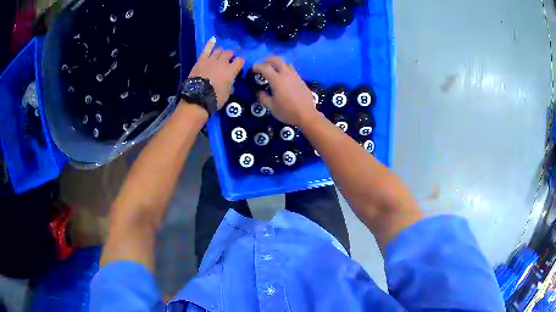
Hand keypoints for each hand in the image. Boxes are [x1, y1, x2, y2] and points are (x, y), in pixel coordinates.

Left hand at [188, 37, 244, 108]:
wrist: (198, 97)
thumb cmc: (215, 98)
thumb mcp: (228, 93)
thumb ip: (230, 84)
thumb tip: (230, 81)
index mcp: (231, 71)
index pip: (240, 60)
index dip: (240, 62)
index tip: (238, 65)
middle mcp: (223, 62)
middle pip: (229, 52)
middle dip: (230, 55)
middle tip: (229, 59)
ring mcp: (211, 60)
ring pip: (219, 50)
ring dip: (222, 51)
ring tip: (221, 54)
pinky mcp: (201, 60)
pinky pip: (206, 49)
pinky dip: (210, 43)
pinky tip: (213, 39)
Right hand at [254, 57, 317, 126]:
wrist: (307, 115)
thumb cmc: (287, 111)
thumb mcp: (271, 107)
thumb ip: (263, 97)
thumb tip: (259, 92)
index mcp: (277, 80)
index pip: (265, 67)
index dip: (257, 66)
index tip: (253, 69)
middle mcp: (286, 74)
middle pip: (277, 59)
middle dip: (268, 60)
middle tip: (263, 64)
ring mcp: (295, 76)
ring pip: (286, 63)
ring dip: (278, 64)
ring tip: (273, 69)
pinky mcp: (301, 80)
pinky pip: (292, 70)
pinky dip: (285, 69)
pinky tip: (283, 78)